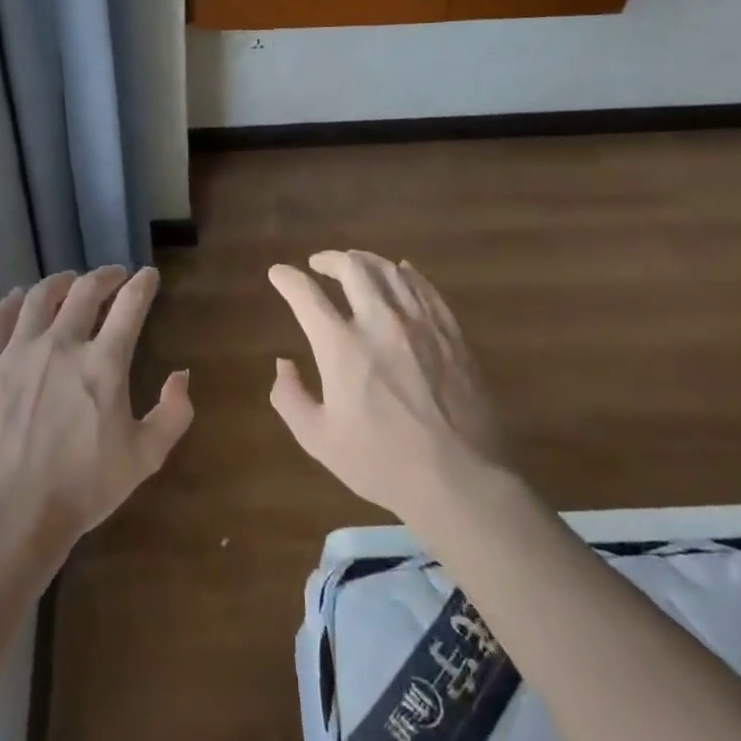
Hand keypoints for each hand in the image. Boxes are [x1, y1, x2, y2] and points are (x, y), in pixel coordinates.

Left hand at [0, 266, 192, 566]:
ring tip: (69, 281)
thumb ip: (173, 413)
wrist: (16, 514)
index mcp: (103, 364)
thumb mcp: (145, 457)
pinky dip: (10, 303)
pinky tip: (19, 299)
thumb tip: (182, 375)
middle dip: (105, 276)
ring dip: (60, 282)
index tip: (148, 275)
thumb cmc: (85, 487)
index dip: (142, 284)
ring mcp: (19, 353)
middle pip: (85, 291)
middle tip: (114, 275)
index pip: (130, 306)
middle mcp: (62, 345)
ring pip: (40, 298)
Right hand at [268, 251, 506, 529]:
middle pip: (352, 269)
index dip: (287, 278)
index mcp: (342, 347)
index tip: (278, 274)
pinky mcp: (451, 334)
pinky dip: (407, 274)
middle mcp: (380, 323)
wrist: (462, 481)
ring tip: (355, 263)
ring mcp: (421, 325)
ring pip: (391, 271)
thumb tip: (283, 363)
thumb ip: (290, 398)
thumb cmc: (383, 464)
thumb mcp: (319, 440)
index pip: (306, 295)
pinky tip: (401, 272)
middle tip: (318, 264)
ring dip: (366, 261)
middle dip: (329, 259)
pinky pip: (426, 289)